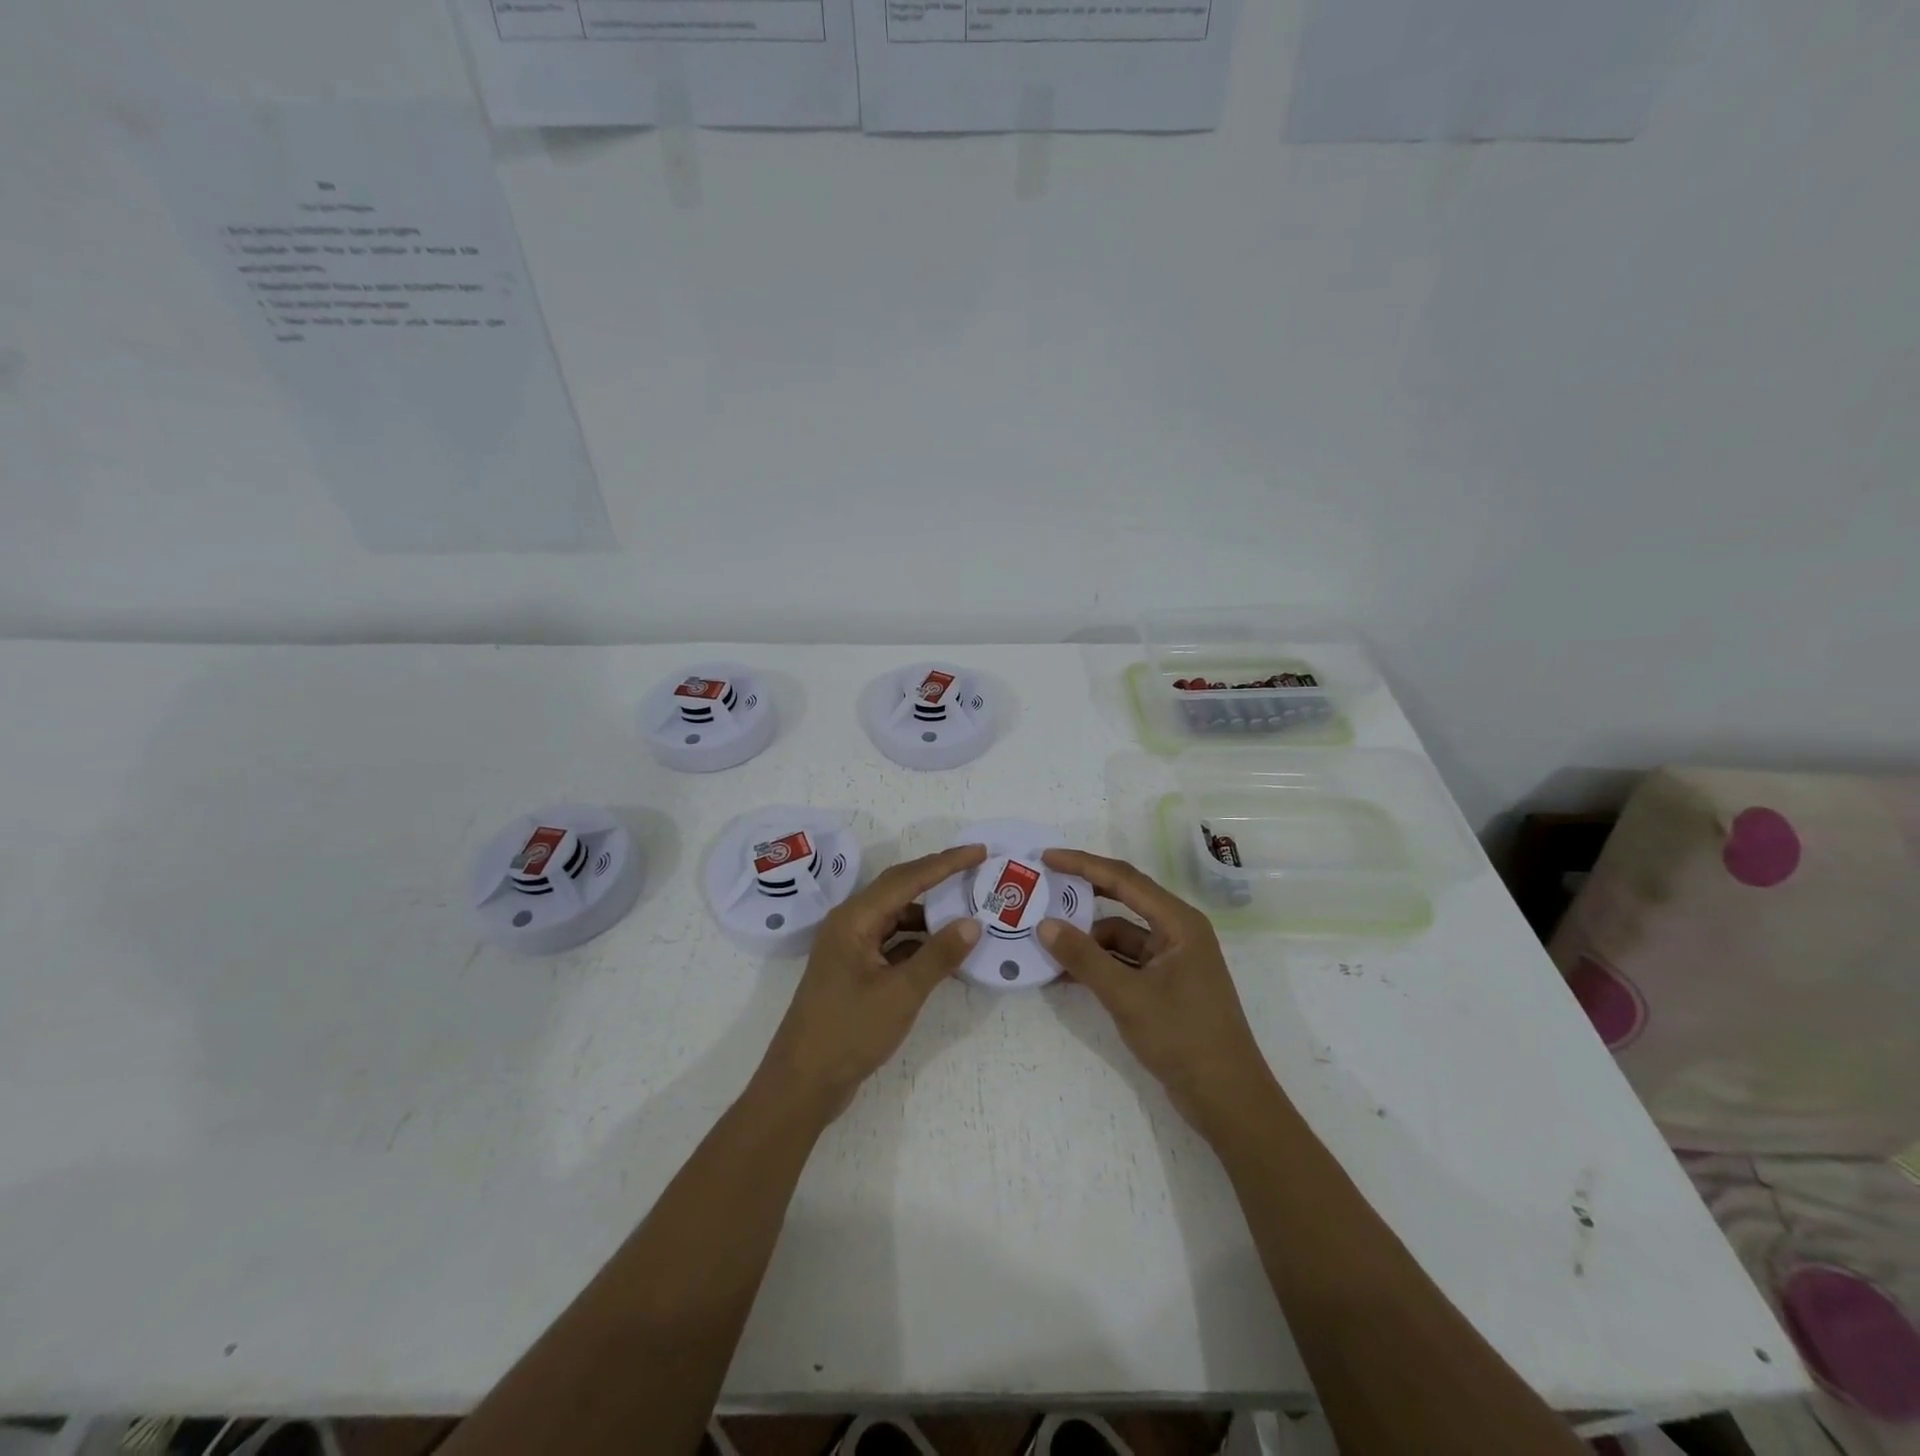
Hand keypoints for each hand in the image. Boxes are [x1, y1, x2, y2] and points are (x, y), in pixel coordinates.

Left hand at [756, 843, 985, 1118]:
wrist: (802, 1084)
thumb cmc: (848, 1032)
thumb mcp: (901, 993)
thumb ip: (938, 956)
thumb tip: (973, 923)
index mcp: (854, 919)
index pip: (907, 879)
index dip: (945, 863)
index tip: (979, 851)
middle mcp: (849, 924)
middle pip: (899, 890)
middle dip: (937, 878)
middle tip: (975, 870)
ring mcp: (850, 948)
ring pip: (896, 917)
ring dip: (929, 914)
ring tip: (967, 910)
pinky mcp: (855, 971)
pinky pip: (892, 942)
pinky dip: (918, 941)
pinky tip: (943, 950)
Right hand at [1039, 849, 1276, 1139]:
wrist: (1226, 1099)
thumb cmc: (1183, 1037)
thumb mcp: (1126, 995)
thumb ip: (1084, 958)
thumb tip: (1044, 925)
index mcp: (1179, 922)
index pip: (1124, 879)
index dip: (1084, 865)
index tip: (1047, 858)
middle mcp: (1177, 932)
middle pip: (1123, 901)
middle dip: (1084, 895)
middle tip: (1044, 887)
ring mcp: (1172, 960)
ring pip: (1120, 936)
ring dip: (1087, 939)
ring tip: (1045, 940)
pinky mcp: (1165, 985)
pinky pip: (1124, 962)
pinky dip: (1098, 964)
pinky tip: (1066, 973)